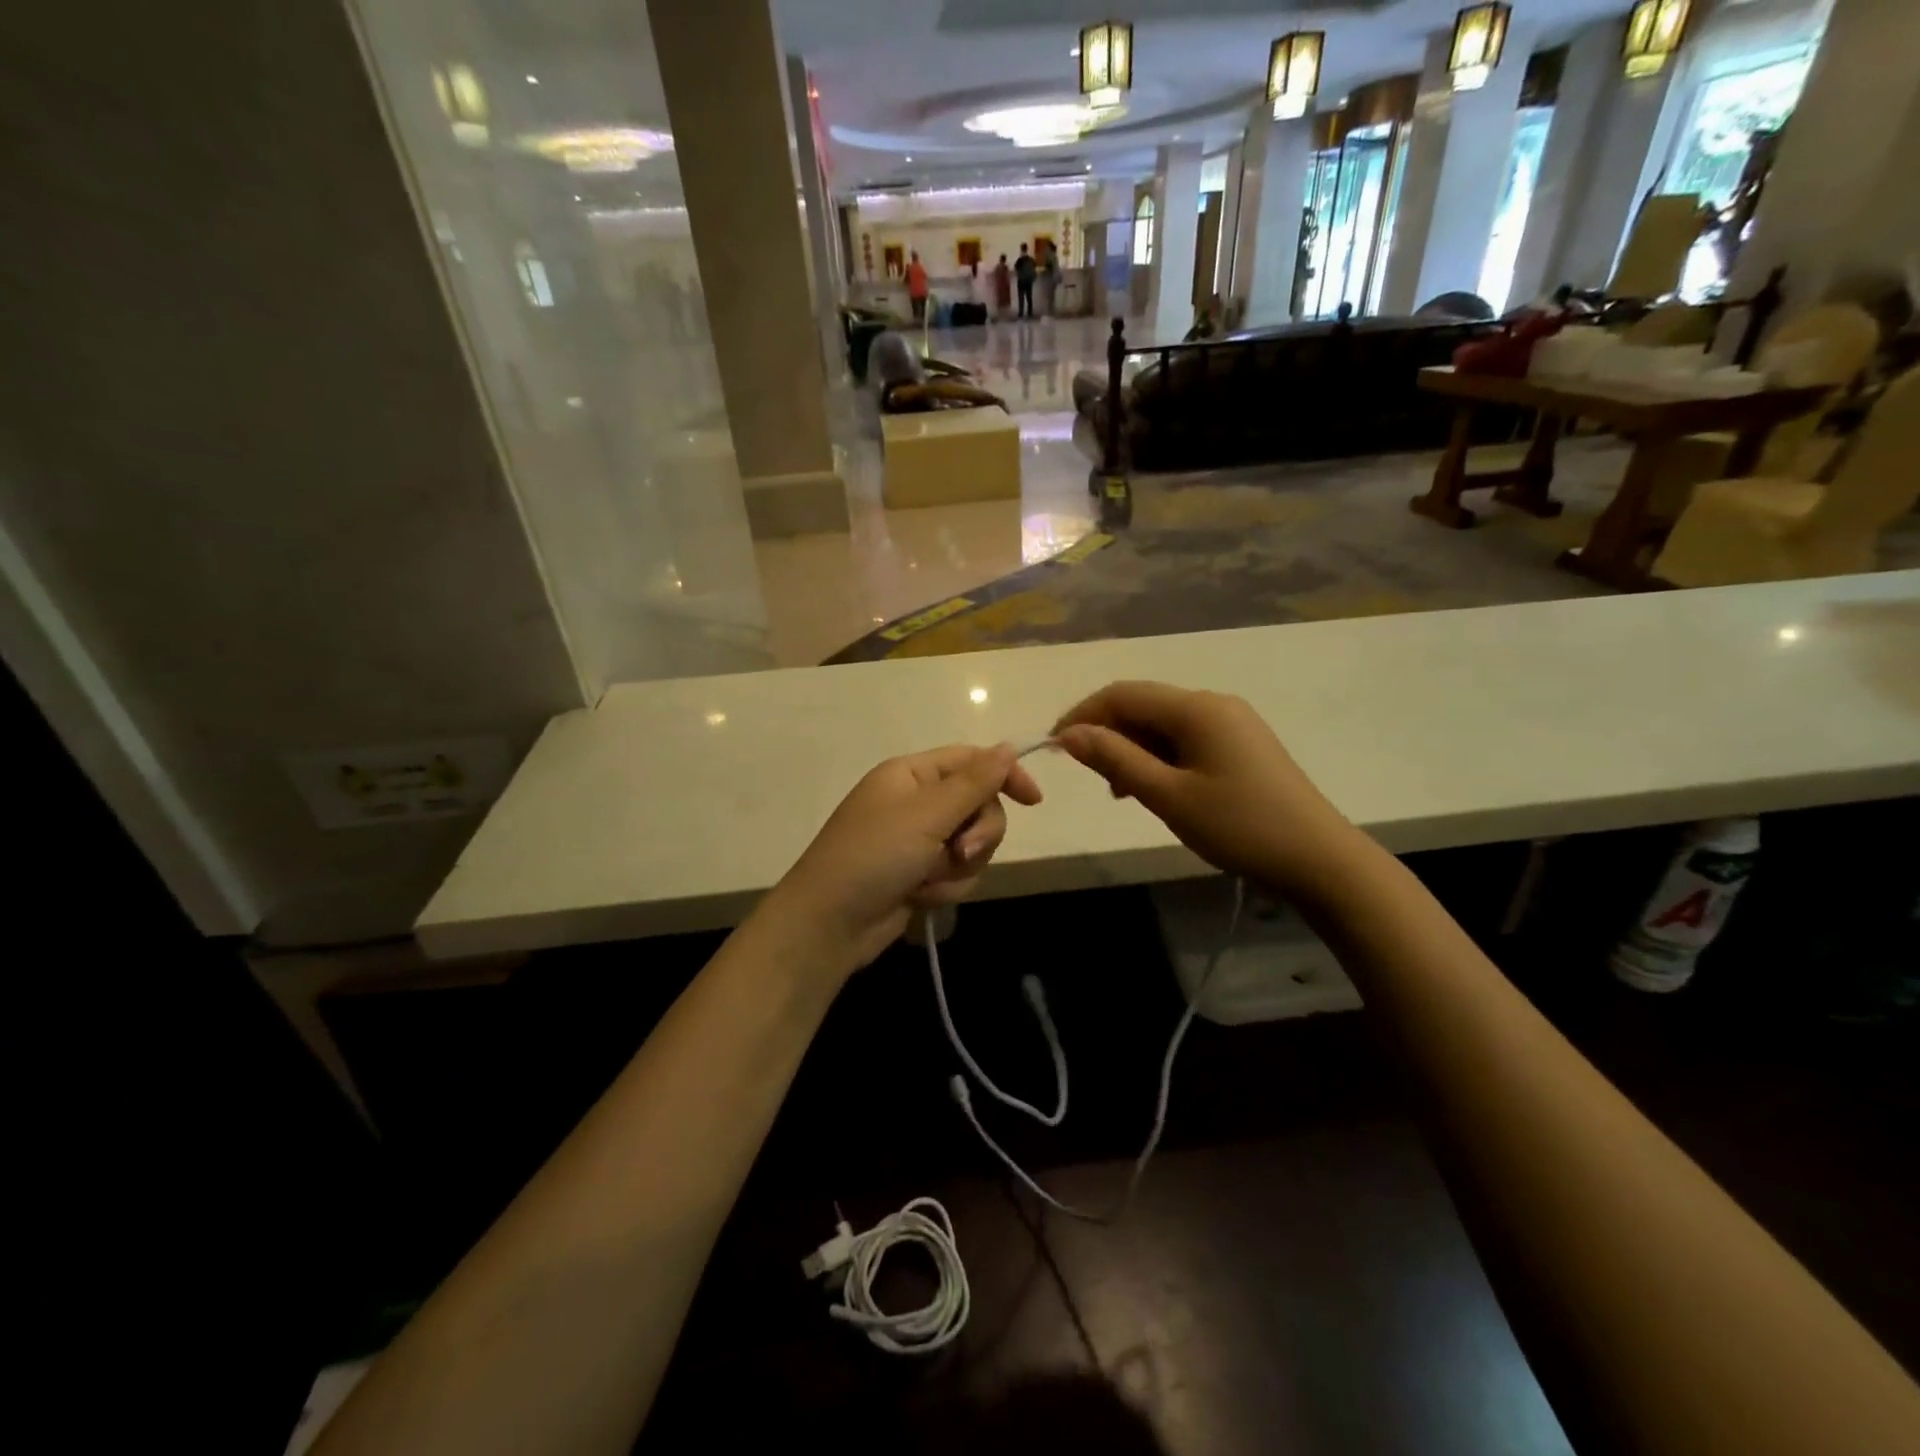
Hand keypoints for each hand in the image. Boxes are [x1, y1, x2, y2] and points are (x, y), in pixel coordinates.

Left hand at [759, 745, 1042, 981]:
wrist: (830, 925)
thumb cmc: (873, 856)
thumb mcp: (927, 815)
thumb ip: (974, 782)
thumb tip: (1008, 747)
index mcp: (912, 774)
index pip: (972, 761)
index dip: (1005, 775)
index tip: (1034, 802)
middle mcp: (917, 801)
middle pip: (979, 805)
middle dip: (977, 834)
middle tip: (960, 852)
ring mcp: (918, 840)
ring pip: (973, 844)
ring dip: (957, 867)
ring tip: (926, 881)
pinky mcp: (920, 873)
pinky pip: (957, 872)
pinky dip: (945, 887)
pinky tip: (919, 898)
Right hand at [1053, 681, 1366, 905]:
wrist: (1320, 860)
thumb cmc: (1239, 826)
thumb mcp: (1168, 796)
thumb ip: (1116, 759)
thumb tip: (1070, 734)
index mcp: (1196, 708)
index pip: (1122, 694)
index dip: (1083, 715)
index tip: (1053, 746)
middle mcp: (1213, 703)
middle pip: (1143, 705)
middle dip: (1108, 733)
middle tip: (1086, 774)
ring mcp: (1232, 723)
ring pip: (1164, 724)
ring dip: (1132, 749)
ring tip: (1119, 791)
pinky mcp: (1242, 745)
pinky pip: (1186, 739)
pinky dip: (1159, 758)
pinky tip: (1152, 789)